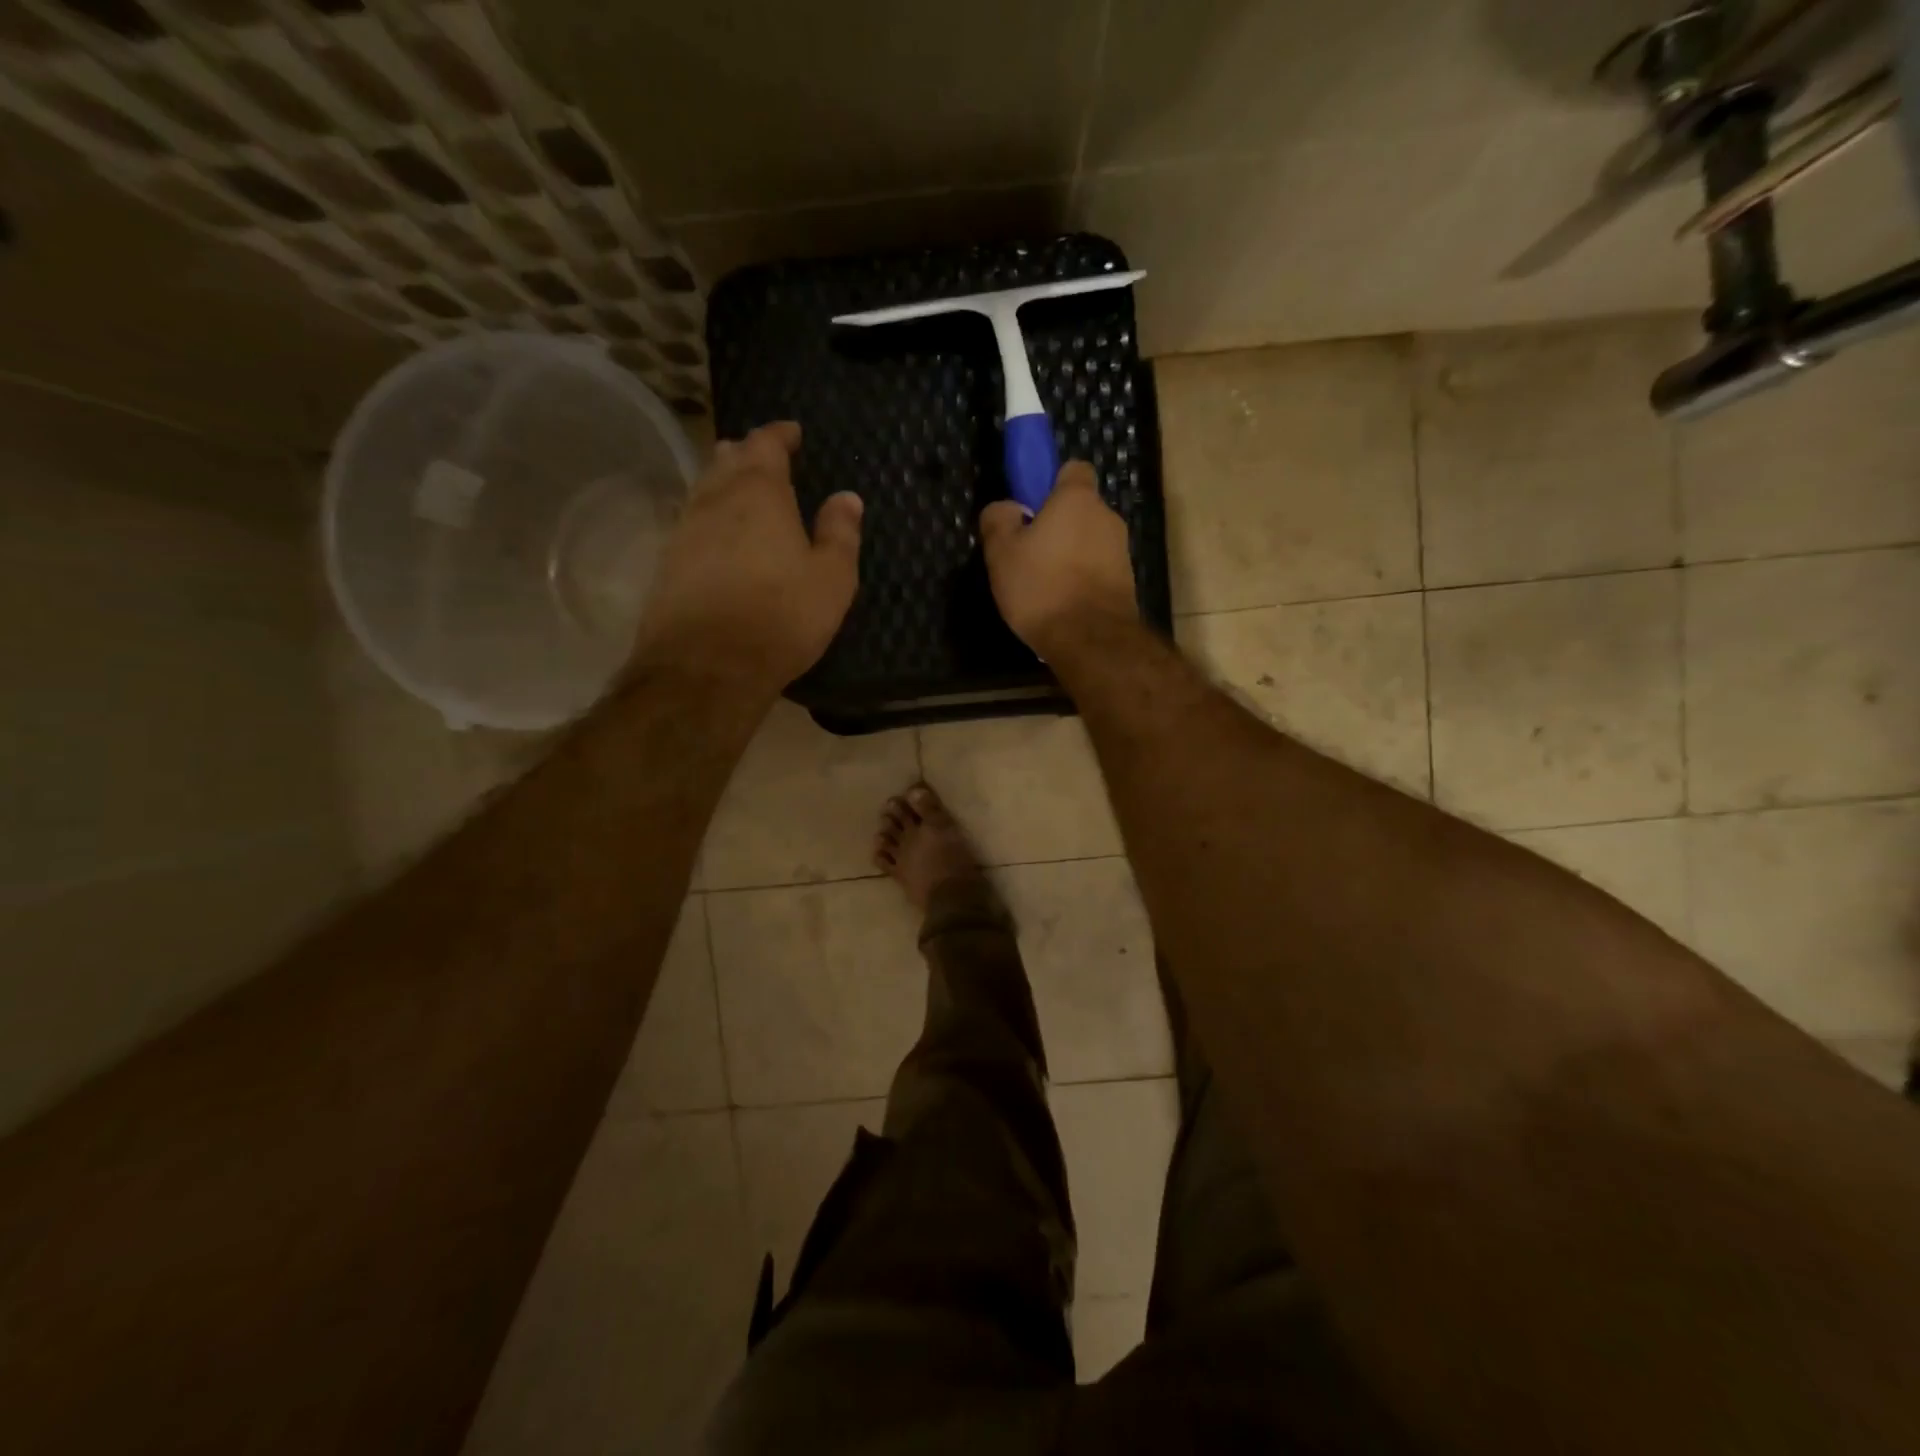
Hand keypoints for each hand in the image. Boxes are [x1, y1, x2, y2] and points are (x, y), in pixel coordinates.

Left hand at [632, 421, 861, 692]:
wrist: (705, 667)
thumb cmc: (781, 617)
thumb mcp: (832, 579)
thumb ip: (840, 534)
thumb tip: (846, 498)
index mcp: (758, 493)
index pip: (765, 444)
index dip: (780, 434)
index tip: (793, 432)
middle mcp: (714, 500)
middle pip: (726, 459)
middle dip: (747, 454)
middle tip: (766, 459)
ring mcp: (684, 531)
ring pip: (704, 490)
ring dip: (724, 484)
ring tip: (744, 492)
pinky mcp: (667, 564)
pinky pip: (692, 524)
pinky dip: (711, 519)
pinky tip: (721, 537)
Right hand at [979, 460, 1136, 659]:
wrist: (1090, 639)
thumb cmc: (1041, 586)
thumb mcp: (1001, 551)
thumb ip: (999, 519)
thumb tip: (1007, 508)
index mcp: (1078, 499)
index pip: (1073, 469)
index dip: (1051, 483)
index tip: (1031, 507)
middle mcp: (1107, 517)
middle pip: (1080, 510)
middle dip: (1058, 525)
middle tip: (1029, 552)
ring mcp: (1121, 551)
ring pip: (1089, 542)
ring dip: (1070, 555)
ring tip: (1043, 586)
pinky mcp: (1127, 583)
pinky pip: (1097, 570)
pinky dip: (1082, 580)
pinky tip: (1061, 604)